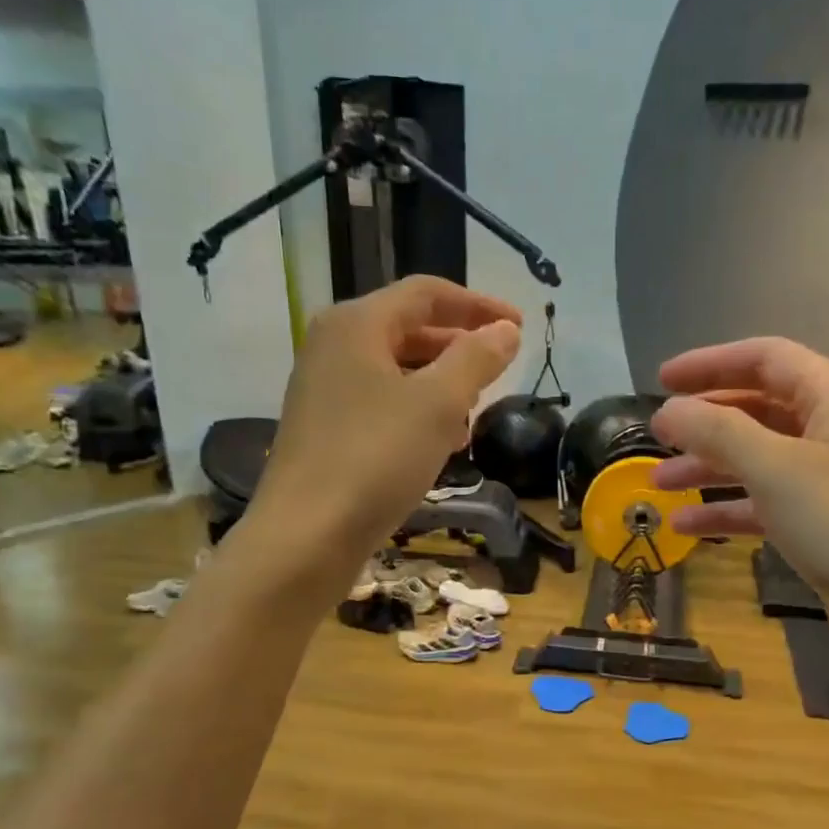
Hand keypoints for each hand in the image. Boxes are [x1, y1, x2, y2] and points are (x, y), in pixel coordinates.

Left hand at [246, 276, 521, 593]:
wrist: (307, 535)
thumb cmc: (376, 458)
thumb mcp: (438, 403)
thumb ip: (476, 359)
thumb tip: (505, 330)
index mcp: (356, 324)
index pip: (426, 294)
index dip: (478, 306)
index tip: (520, 326)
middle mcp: (333, 347)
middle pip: (408, 330)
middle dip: (458, 347)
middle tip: (498, 370)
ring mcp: (324, 391)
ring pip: (396, 372)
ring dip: (440, 385)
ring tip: (474, 411)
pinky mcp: (325, 431)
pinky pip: (381, 405)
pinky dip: (416, 413)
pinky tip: (440, 444)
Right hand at [649, 338, 828, 681]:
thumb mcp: (774, 469)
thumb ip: (716, 432)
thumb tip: (668, 410)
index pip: (765, 359)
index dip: (710, 365)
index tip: (661, 380)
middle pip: (760, 409)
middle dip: (706, 423)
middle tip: (656, 435)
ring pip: (762, 459)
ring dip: (711, 469)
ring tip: (659, 485)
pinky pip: (771, 502)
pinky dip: (732, 509)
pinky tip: (688, 528)